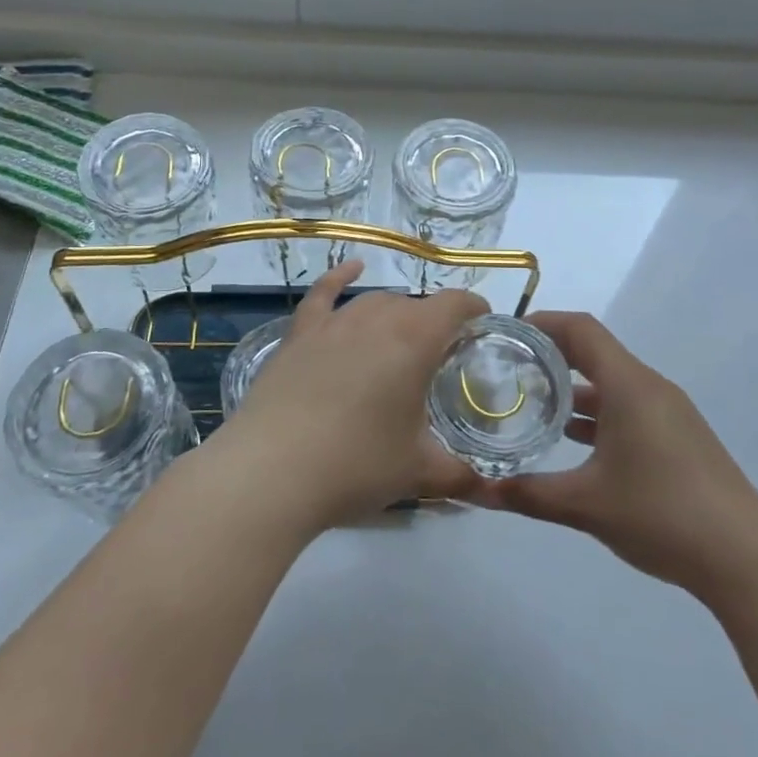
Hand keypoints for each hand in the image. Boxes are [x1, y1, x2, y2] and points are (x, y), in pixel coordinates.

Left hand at [224, 259, 485, 530]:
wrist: (272, 471)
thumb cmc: (356, 465)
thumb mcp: (417, 472)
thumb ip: (458, 473)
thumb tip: (485, 487)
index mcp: (414, 341)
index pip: (454, 305)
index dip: (474, 308)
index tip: (483, 324)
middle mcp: (376, 318)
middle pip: (414, 306)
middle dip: (433, 324)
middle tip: (440, 359)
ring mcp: (333, 323)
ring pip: (374, 303)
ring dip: (395, 315)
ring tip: (401, 340)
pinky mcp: (299, 335)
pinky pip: (323, 294)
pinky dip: (339, 277)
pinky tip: (351, 269)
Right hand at [468, 311, 757, 594]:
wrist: (746, 558)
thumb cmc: (661, 515)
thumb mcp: (585, 505)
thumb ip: (527, 494)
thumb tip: (475, 491)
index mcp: (629, 386)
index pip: (581, 330)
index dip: (543, 323)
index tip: (506, 333)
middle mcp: (650, 388)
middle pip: (595, 352)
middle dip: (551, 356)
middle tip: (508, 368)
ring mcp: (669, 412)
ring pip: (612, 383)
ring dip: (574, 388)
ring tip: (531, 404)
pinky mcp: (679, 437)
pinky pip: (629, 406)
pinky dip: (597, 413)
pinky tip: (573, 443)